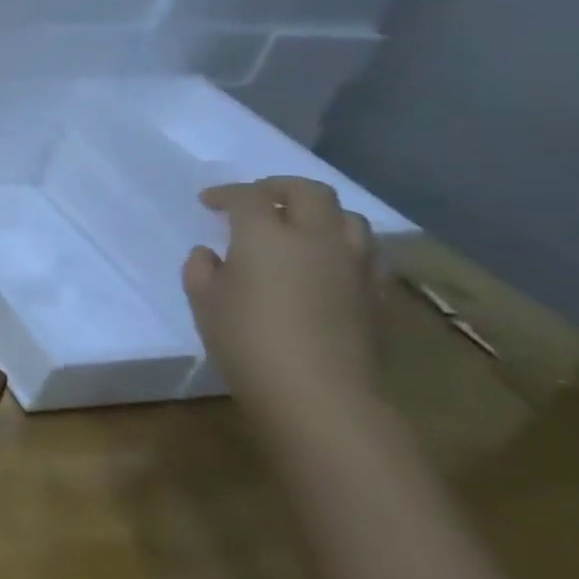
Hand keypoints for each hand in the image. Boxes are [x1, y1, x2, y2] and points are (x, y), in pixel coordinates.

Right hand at [182, 177, 379, 421]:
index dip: (226, 193)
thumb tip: (211, 254)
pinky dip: (342, 244)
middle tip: (257, 199)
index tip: (209, 202)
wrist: (318, 391)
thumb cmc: (246, 340)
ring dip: (319, 214)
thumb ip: (202, 270)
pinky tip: (326, 262)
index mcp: (266, 236)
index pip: (248, 196)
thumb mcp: (204, 303)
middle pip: (309, 192)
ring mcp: (353, 264)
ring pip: (347, 217)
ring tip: (297, 227)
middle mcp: (315, 238)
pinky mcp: (376, 291)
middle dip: (280, 188)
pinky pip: (365, 251)